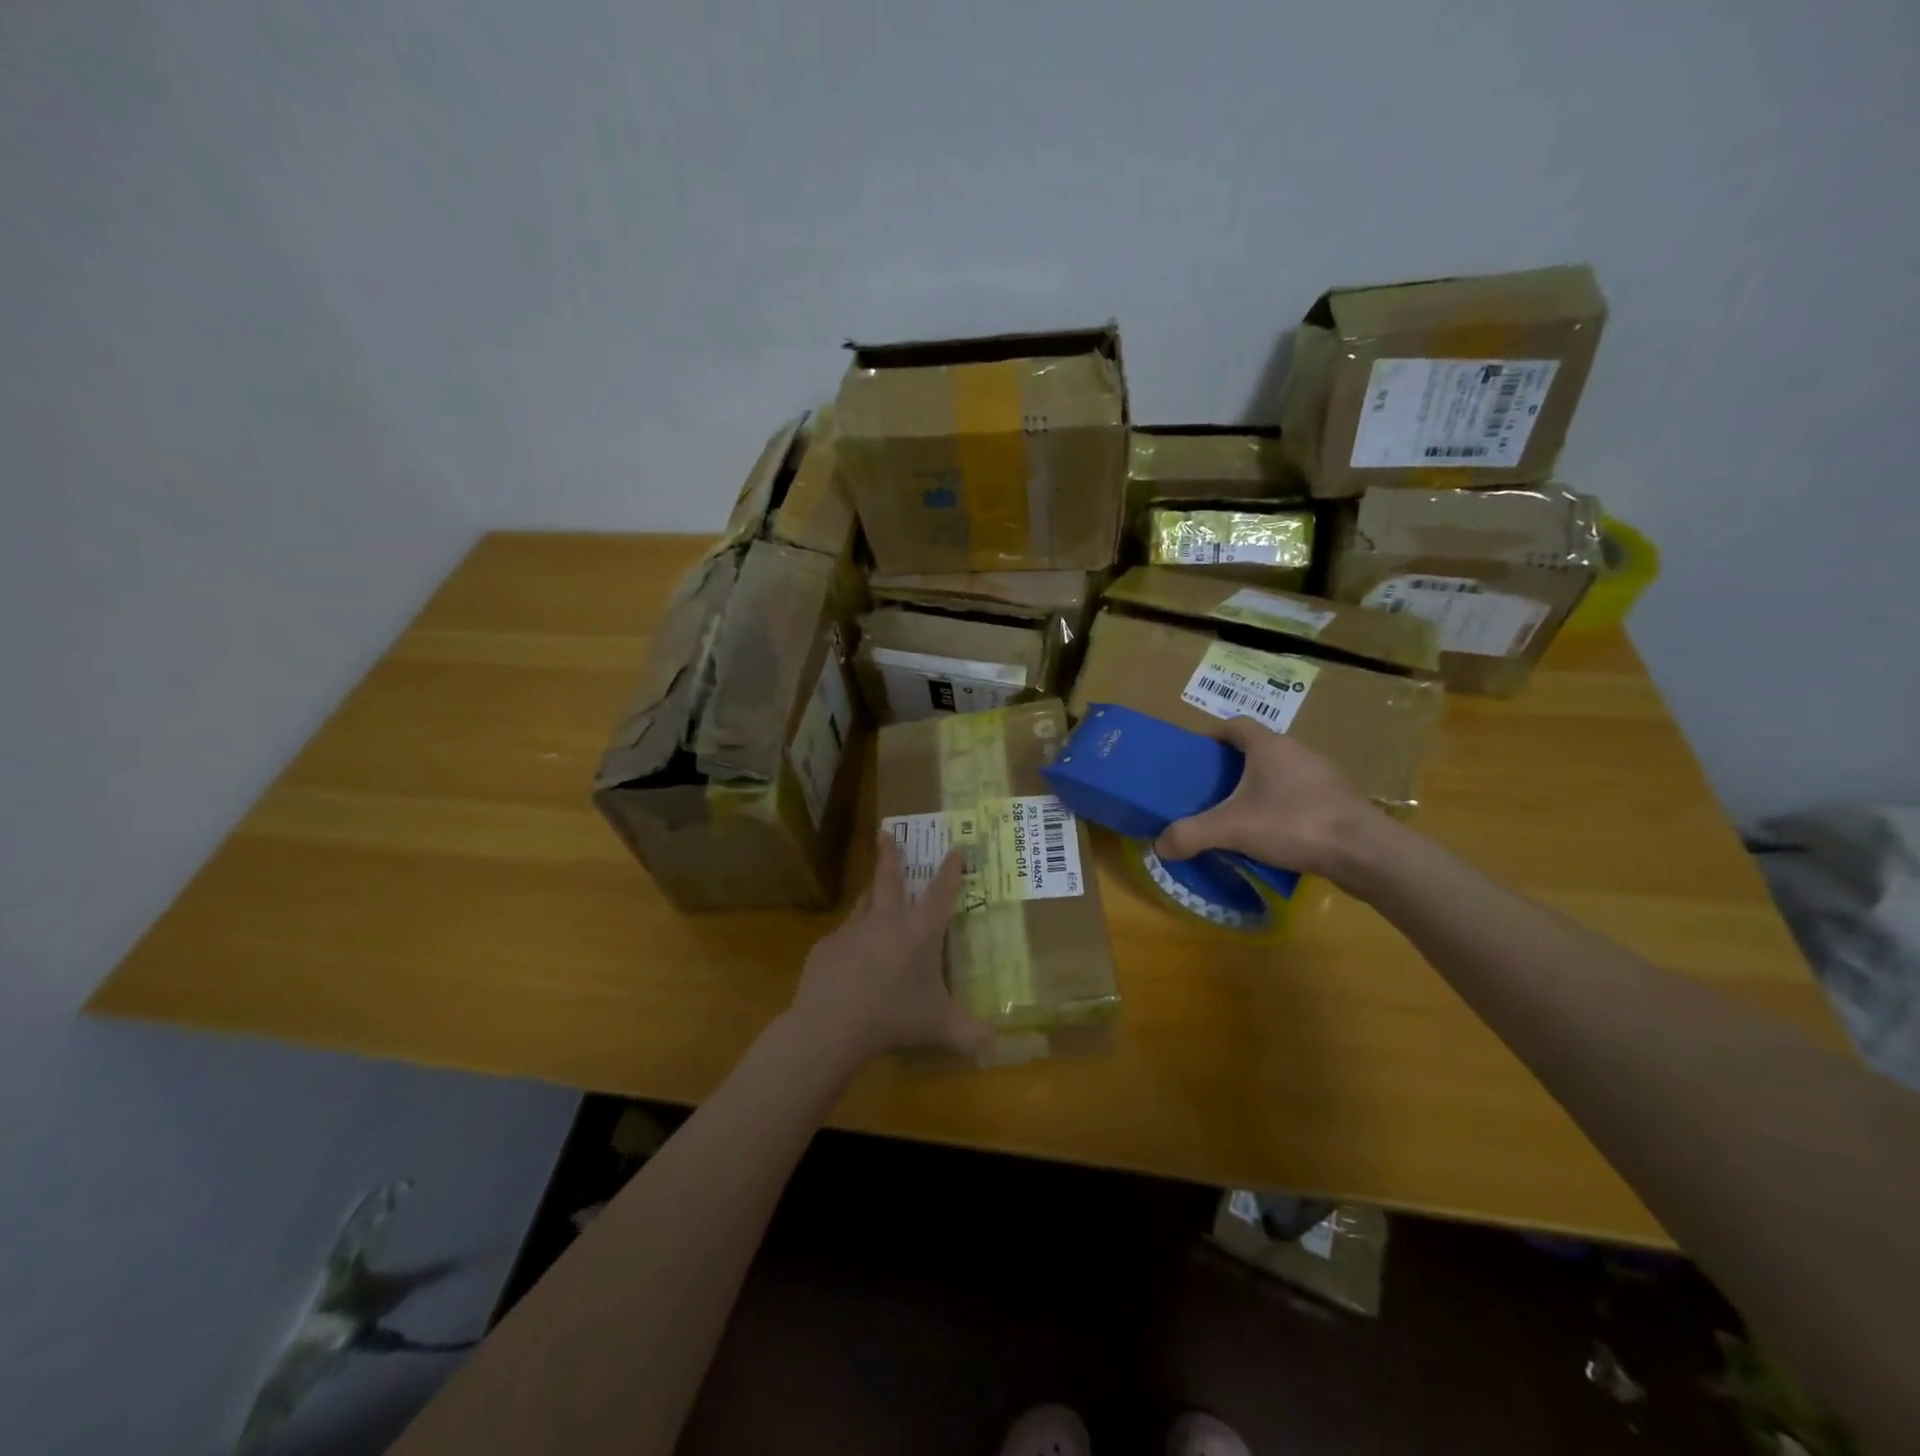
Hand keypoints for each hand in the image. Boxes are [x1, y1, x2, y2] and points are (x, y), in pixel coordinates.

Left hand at [787, 834, 993, 1066]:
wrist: (832, 1025)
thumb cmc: (894, 1017)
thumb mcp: (939, 1027)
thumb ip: (969, 1035)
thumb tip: (995, 1047)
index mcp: (919, 931)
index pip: (941, 893)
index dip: (951, 871)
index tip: (955, 849)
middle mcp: (886, 921)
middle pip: (889, 878)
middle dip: (891, 854)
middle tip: (886, 833)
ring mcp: (852, 931)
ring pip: (863, 903)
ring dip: (870, 893)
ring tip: (872, 890)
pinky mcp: (826, 947)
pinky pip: (842, 937)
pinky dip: (850, 940)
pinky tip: (849, 957)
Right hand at [1154, 716, 1386, 882]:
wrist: (1364, 852)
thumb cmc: (1293, 823)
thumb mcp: (1231, 829)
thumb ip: (1191, 834)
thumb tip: (1160, 844)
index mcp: (1268, 746)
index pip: (1234, 725)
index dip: (1212, 737)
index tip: (1194, 759)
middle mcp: (1296, 751)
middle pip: (1256, 749)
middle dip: (1231, 767)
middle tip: (1209, 791)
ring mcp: (1322, 775)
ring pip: (1279, 773)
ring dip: (1258, 788)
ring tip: (1238, 815)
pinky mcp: (1338, 801)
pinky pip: (1299, 796)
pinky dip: (1281, 807)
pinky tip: (1272, 834)